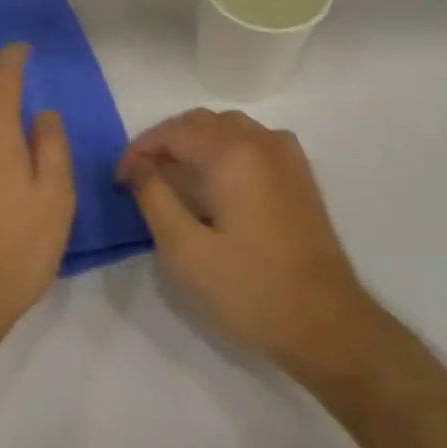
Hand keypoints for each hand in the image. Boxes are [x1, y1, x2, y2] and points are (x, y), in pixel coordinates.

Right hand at [120, 109, 375, 377]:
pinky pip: (252, 142)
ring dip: (195, 142)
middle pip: (201, 122)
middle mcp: (262, 141)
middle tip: (140, 176)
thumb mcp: (186, 252)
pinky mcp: (299, 175)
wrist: (327, 325)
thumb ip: (155, 199)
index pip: (174, 131)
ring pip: (228, 128)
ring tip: (172, 176)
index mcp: (233, 153)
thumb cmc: (250, 290)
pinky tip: (215, 181)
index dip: (140, 149)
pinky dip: (224, 149)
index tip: (119, 179)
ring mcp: (286, 155)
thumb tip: (138, 168)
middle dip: (165, 142)